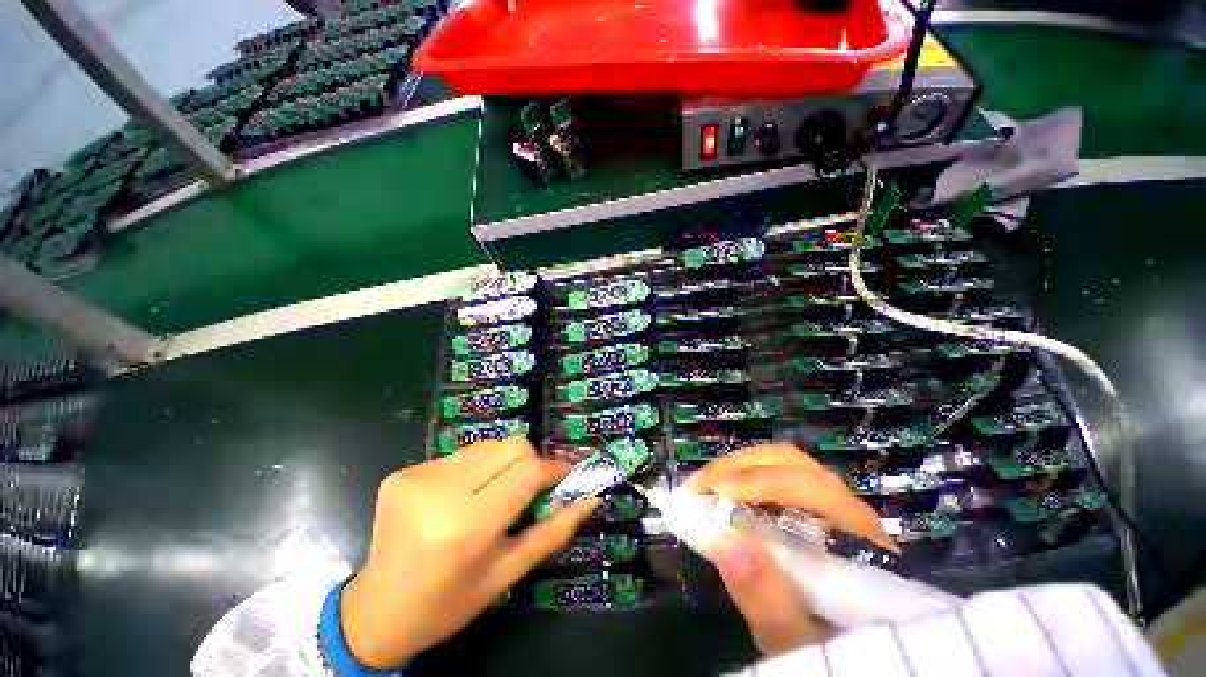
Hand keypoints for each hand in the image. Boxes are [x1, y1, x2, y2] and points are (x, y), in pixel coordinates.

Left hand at [340, 436, 599, 668]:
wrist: (377, 611)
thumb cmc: (449, 603)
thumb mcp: (507, 573)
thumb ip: (554, 531)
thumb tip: (592, 500)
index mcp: (466, 527)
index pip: (526, 471)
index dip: (552, 468)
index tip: (563, 476)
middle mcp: (439, 492)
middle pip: (510, 445)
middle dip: (527, 462)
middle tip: (525, 490)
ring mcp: (416, 477)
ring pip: (487, 446)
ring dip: (500, 465)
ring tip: (491, 496)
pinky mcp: (403, 472)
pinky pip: (460, 455)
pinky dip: (473, 470)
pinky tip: (460, 498)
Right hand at [687, 444, 896, 655]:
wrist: (850, 655)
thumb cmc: (824, 649)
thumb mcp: (793, 637)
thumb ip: (767, 599)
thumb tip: (725, 542)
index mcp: (859, 539)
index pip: (810, 488)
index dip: (759, 482)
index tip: (715, 493)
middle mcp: (850, 510)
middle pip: (793, 464)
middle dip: (739, 467)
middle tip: (700, 484)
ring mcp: (834, 502)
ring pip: (785, 463)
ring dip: (740, 467)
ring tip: (706, 484)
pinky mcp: (816, 505)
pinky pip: (779, 473)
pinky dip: (745, 474)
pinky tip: (724, 488)